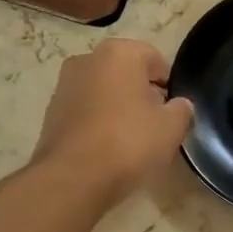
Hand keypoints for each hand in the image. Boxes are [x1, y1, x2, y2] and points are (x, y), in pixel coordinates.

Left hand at [31, 38, 194, 204]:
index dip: (169, 84)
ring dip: (118, 107)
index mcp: (118, 53)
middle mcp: (87, 59)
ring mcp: (64, 85)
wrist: (73, 178)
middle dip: (142, 93)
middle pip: (126, 73)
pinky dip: (98, 122)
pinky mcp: (51, 112)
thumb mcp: (171, 128)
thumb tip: (179, 105)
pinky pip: (85, 110)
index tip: (174, 109)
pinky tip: (107, 148)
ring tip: (131, 139)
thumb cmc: (128, 142)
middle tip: (155, 124)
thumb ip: (182, 109)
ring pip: (103, 91)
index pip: (154, 59)